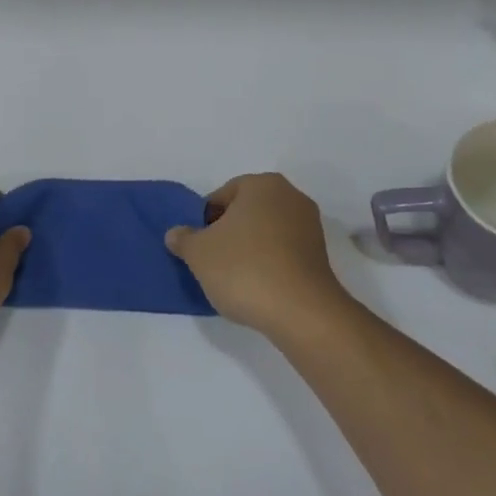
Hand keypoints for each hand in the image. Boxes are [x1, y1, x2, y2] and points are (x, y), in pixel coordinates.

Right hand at [164, 173, 350, 341]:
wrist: (301, 312)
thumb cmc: (244, 269)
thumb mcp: (199, 253)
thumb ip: (183, 238)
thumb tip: (176, 234)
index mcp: (262, 184)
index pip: (222, 196)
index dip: (204, 221)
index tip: (199, 248)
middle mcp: (290, 196)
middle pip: (246, 212)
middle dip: (228, 233)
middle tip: (213, 262)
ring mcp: (309, 225)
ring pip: (265, 232)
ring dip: (249, 249)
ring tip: (235, 279)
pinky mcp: (320, 254)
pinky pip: (283, 252)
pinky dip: (269, 264)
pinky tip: (258, 287)